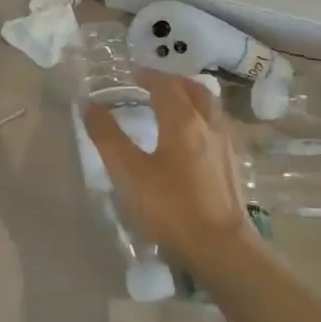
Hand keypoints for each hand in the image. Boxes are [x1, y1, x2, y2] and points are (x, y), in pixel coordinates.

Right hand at [83, 72, 257, 273]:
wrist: (221, 247)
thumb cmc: (170, 207)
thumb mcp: (128, 173)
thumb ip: (107, 137)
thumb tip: (88, 104)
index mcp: (183, 121)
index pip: (165, 86)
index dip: (148, 76)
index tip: (131, 73)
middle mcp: (208, 125)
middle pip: (195, 90)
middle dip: (172, 82)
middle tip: (152, 84)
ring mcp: (225, 146)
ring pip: (209, 109)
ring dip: (189, 99)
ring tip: (170, 107)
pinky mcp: (232, 167)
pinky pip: (215, 129)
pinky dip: (199, 121)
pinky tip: (189, 141)